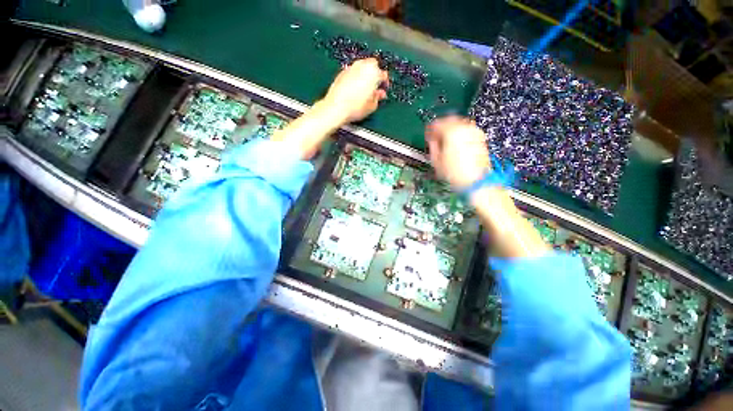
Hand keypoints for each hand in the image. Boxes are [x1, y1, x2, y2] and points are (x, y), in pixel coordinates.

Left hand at [322, 58, 388, 123]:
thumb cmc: (355, 107)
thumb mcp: (372, 106)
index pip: (383, 74)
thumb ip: (378, 97)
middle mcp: (362, 66)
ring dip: (365, 74)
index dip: (385, 82)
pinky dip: (356, 76)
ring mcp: (351, 67)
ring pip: (362, 66)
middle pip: (373, 65)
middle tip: (375, 85)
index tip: (384, 88)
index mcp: (373, 73)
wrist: (336, 107)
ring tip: (365, 87)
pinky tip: (355, 87)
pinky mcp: (342, 72)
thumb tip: (379, 94)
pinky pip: (353, 71)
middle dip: (375, 73)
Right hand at [425, 116, 490, 189]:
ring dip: (450, 130)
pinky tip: (455, 144)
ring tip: (445, 141)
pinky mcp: (480, 138)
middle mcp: (464, 128)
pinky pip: (467, 130)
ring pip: (459, 124)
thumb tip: (432, 140)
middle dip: (441, 127)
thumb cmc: (455, 173)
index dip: (430, 129)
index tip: (427, 134)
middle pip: (449, 120)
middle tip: (435, 136)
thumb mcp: (436, 160)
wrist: (475, 181)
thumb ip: (432, 146)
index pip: (437, 124)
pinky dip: (459, 133)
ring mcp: (474, 132)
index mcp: (451, 132)